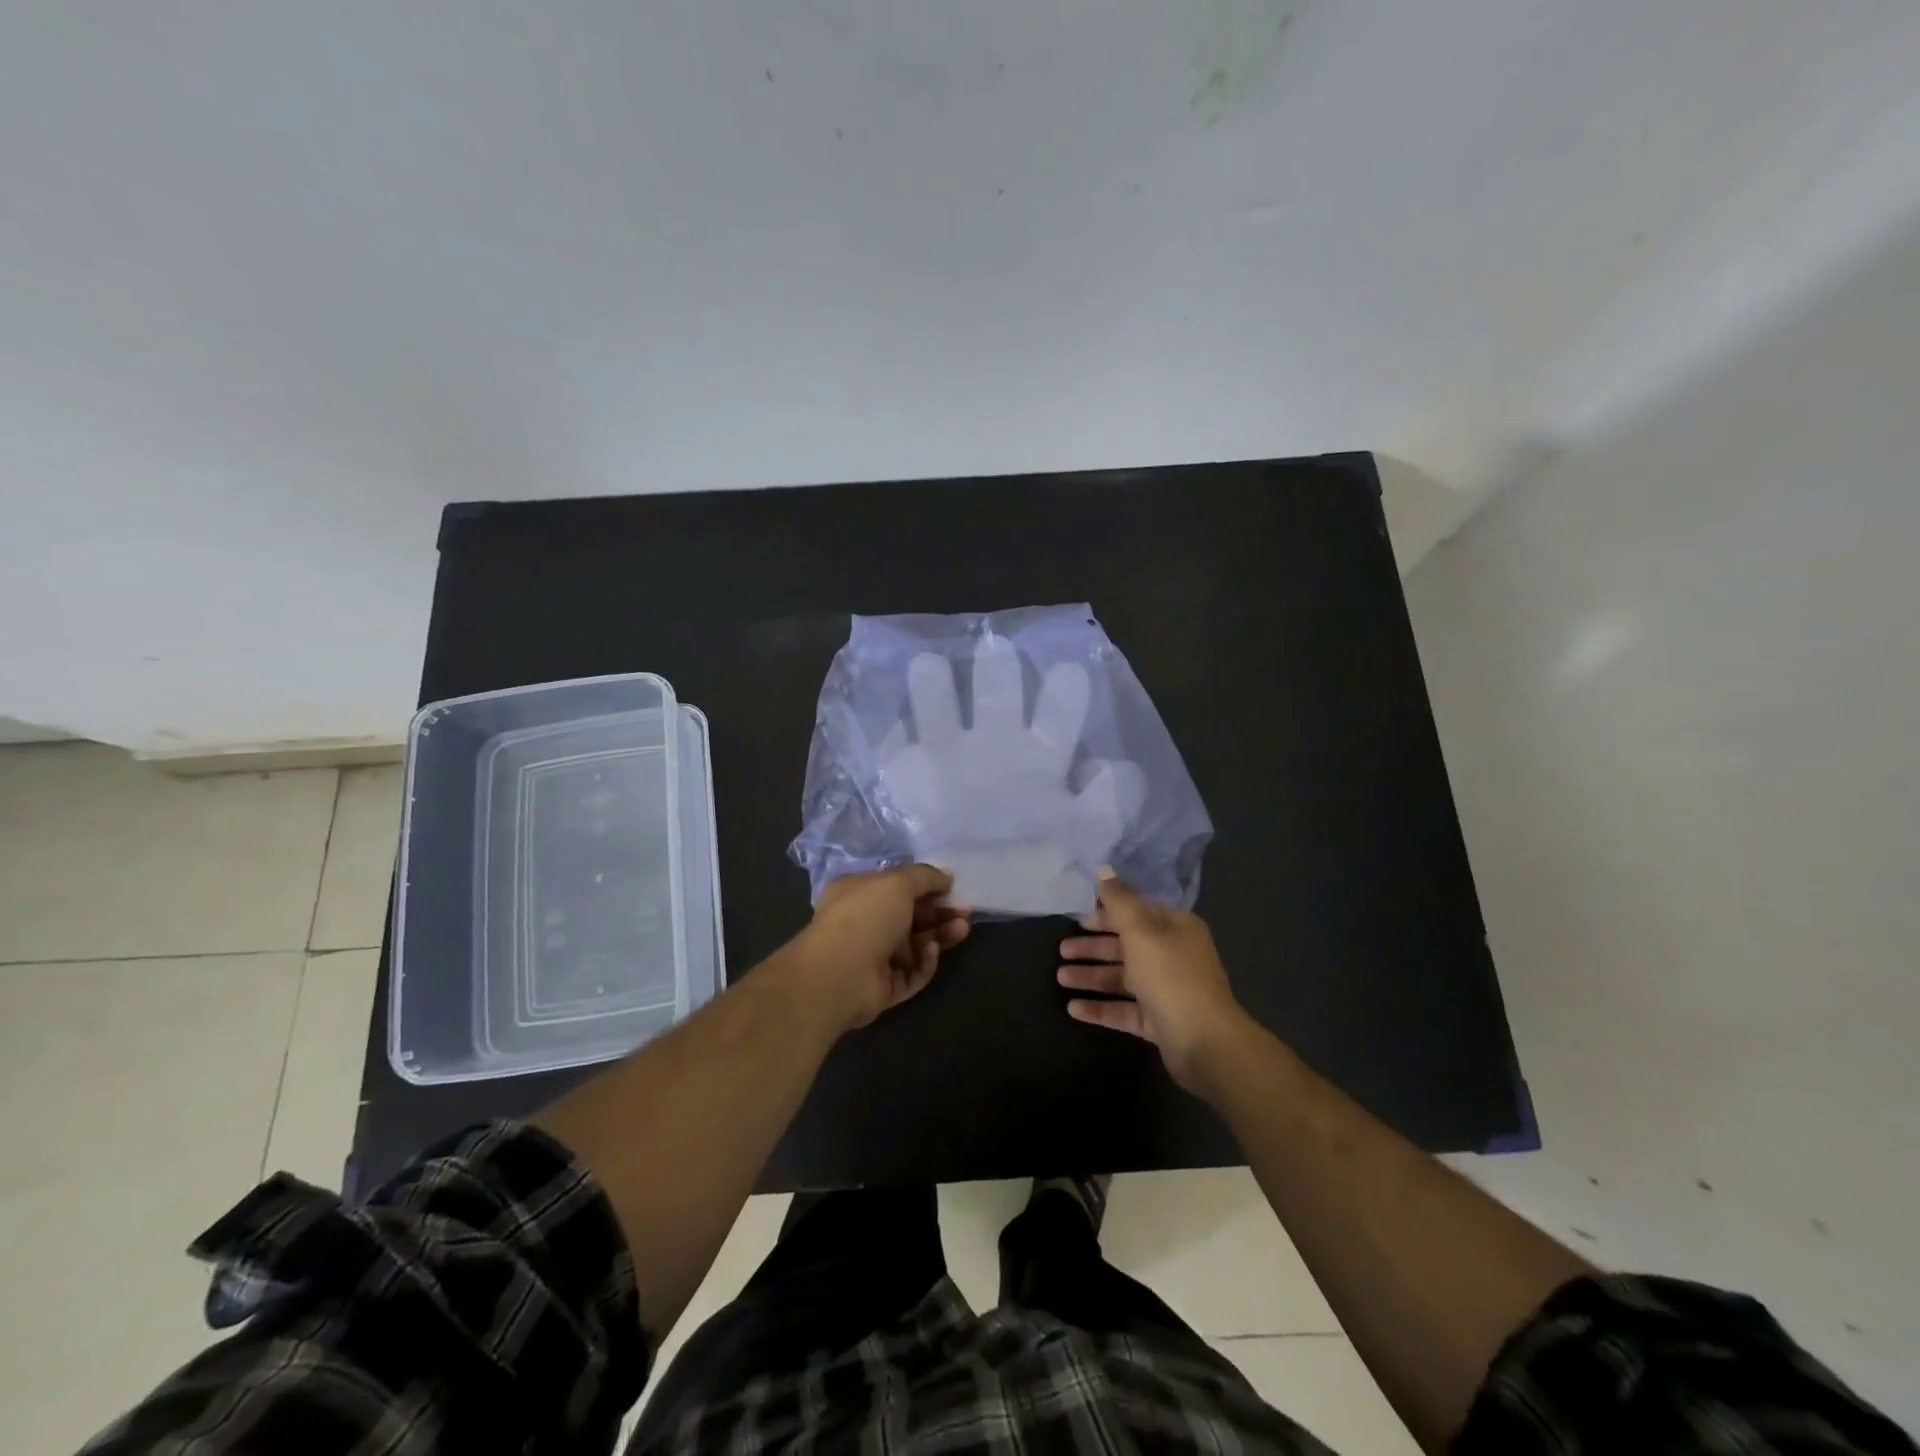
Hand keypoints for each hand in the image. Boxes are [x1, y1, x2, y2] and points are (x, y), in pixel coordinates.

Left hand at [793, 864, 969, 1032]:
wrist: (838, 975)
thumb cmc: (865, 917)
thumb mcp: (897, 883)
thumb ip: (924, 876)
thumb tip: (946, 875)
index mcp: (859, 893)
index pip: (897, 886)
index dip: (925, 886)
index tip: (952, 886)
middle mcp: (865, 922)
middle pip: (910, 916)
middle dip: (939, 912)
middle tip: (965, 911)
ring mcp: (874, 957)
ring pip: (915, 945)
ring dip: (940, 935)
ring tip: (962, 928)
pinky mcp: (884, 987)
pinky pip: (912, 973)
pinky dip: (924, 962)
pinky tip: (931, 952)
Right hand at [1057, 868, 1246, 1091]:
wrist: (1206, 1043)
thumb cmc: (1171, 977)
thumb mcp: (1141, 931)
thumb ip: (1119, 900)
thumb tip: (1104, 868)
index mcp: (1176, 928)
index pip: (1137, 913)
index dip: (1107, 914)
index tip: (1078, 919)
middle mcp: (1174, 955)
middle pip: (1127, 946)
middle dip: (1094, 947)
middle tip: (1062, 950)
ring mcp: (1168, 990)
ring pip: (1124, 978)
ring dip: (1092, 977)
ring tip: (1060, 978)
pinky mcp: (1161, 1021)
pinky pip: (1125, 1009)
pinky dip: (1101, 1007)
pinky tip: (1073, 1009)